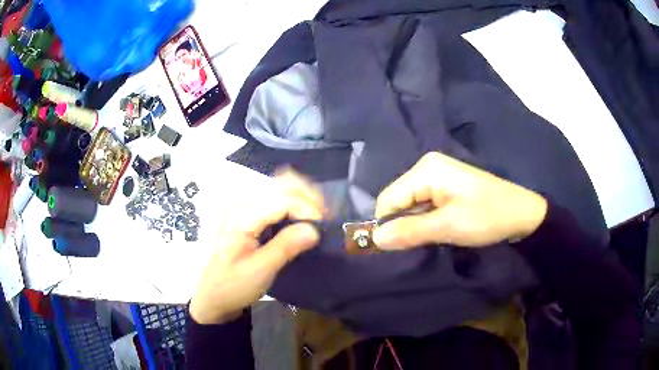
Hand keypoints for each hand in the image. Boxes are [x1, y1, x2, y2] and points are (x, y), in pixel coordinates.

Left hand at [190, 171, 322, 324]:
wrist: (212, 293)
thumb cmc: (232, 285)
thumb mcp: (260, 271)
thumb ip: (286, 247)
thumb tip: (315, 229)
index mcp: (240, 216)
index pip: (283, 200)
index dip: (308, 210)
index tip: (322, 228)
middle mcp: (240, 200)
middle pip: (283, 183)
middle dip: (309, 197)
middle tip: (323, 220)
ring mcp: (241, 202)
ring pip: (281, 184)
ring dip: (303, 196)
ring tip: (316, 217)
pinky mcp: (246, 208)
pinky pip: (275, 194)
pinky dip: (293, 200)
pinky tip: (302, 216)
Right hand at [372, 152, 547, 248]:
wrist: (522, 214)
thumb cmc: (487, 217)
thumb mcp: (447, 227)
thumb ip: (409, 231)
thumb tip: (374, 239)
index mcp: (425, 170)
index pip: (387, 199)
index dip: (387, 225)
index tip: (396, 249)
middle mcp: (427, 167)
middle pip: (398, 200)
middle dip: (403, 224)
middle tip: (420, 244)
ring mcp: (437, 175)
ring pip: (410, 204)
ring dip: (416, 224)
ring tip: (432, 237)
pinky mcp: (446, 185)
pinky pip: (424, 204)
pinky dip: (426, 220)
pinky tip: (438, 229)